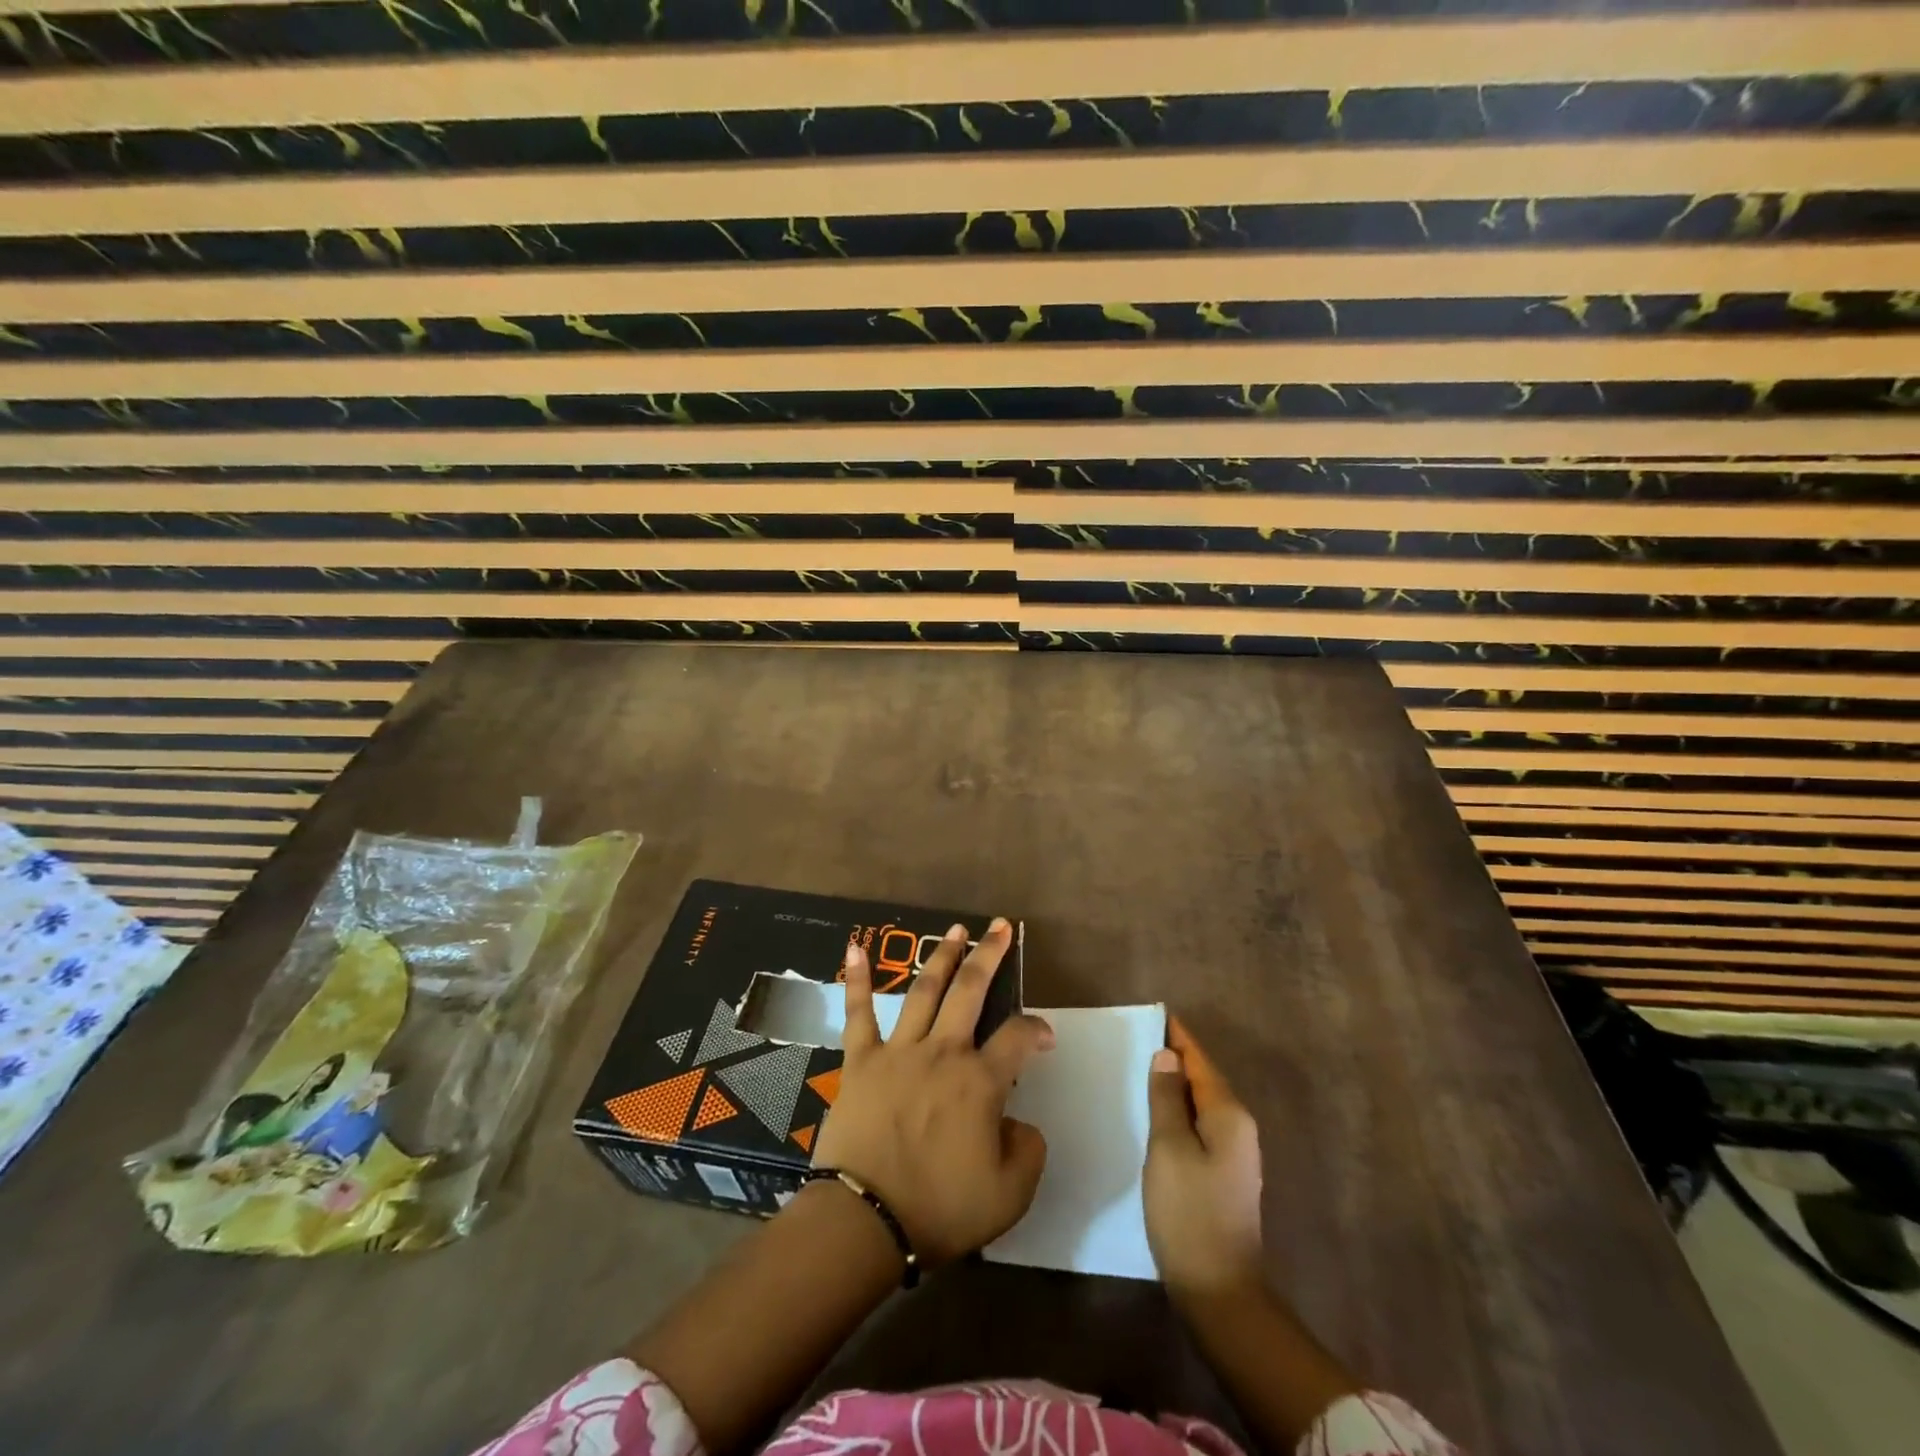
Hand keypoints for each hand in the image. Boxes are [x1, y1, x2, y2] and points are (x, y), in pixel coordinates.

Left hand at [811, 918, 1053, 1265]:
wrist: (866, 1221)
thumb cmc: (940, 1210)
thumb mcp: (1009, 1195)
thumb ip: (1027, 1151)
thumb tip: (1019, 1121)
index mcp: (980, 1082)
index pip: (1018, 1037)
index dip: (1036, 1029)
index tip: (1043, 1035)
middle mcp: (943, 1052)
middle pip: (971, 991)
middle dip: (989, 955)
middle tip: (1001, 926)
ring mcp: (899, 1051)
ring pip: (925, 991)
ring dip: (942, 956)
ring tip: (955, 929)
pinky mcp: (860, 1060)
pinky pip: (859, 1013)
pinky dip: (858, 980)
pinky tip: (855, 947)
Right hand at [1145, 1017, 1264, 1301]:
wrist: (1219, 1289)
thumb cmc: (1189, 1211)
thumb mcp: (1169, 1148)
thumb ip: (1166, 1097)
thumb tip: (1167, 1055)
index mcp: (1229, 1114)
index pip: (1200, 1061)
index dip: (1178, 1037)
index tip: (1155, 1013)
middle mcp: (1239, 1127)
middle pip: (1204, 1079)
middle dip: (1176, 1057)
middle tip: (1139, 1037)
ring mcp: (1235, 1153)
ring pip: (1202, 1103)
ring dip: (1176, 1084)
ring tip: (1142, 1067)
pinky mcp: (1224, 1174)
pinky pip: (1200, 1125)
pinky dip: (1180, 1110)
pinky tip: (1157, 1112)